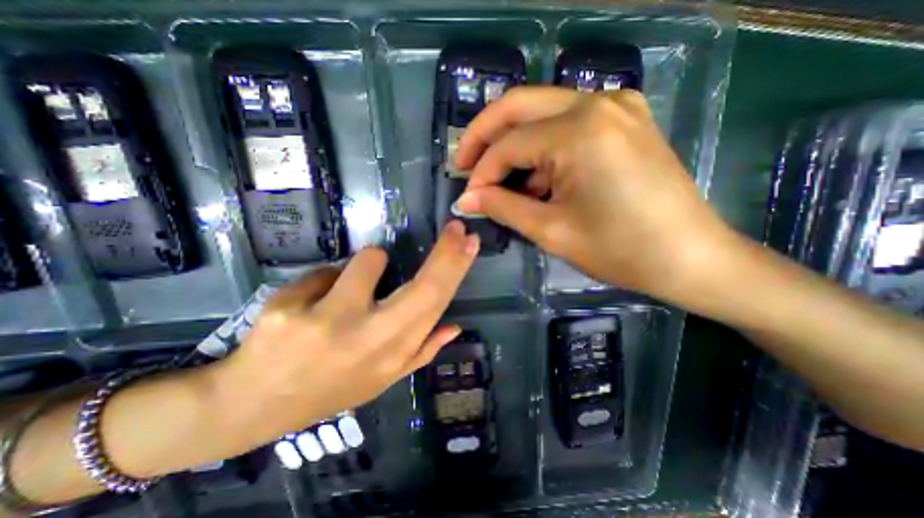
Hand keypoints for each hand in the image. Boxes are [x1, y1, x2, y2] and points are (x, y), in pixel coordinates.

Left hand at [213, 223, 480, 448]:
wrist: (253, 405)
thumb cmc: (329, 388)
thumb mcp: (381, 379)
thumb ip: (421, 352)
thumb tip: (454, 327)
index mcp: (392, 354)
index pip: (435, 304)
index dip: (455, 270)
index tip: (469, 242)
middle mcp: (368, 339)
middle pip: (421, 286)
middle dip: (445, 252)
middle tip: (456, 229)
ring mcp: (327, 322)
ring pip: (368, 261)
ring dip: (367, 264)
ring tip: (347, 289)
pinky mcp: (287, 308)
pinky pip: (325, 271)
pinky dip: (326, 280)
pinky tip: (309, 305)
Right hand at [454, 84, 736, 302]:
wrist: (690, 257)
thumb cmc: (620, 249)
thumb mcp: (551, 231)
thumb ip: (502, 207)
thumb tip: (466, 199)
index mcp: (579, 130)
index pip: (508, 144)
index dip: (481, 173)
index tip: (468, 197)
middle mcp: (596, 102)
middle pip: (518, 105)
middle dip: (483, 136)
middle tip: (463, 164)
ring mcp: (615, 105)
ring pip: (540, 111)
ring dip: (512, 143)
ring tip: (500, 182)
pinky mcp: (623, 119)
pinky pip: (565, 122)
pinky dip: (541, 146)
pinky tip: (537, 178)